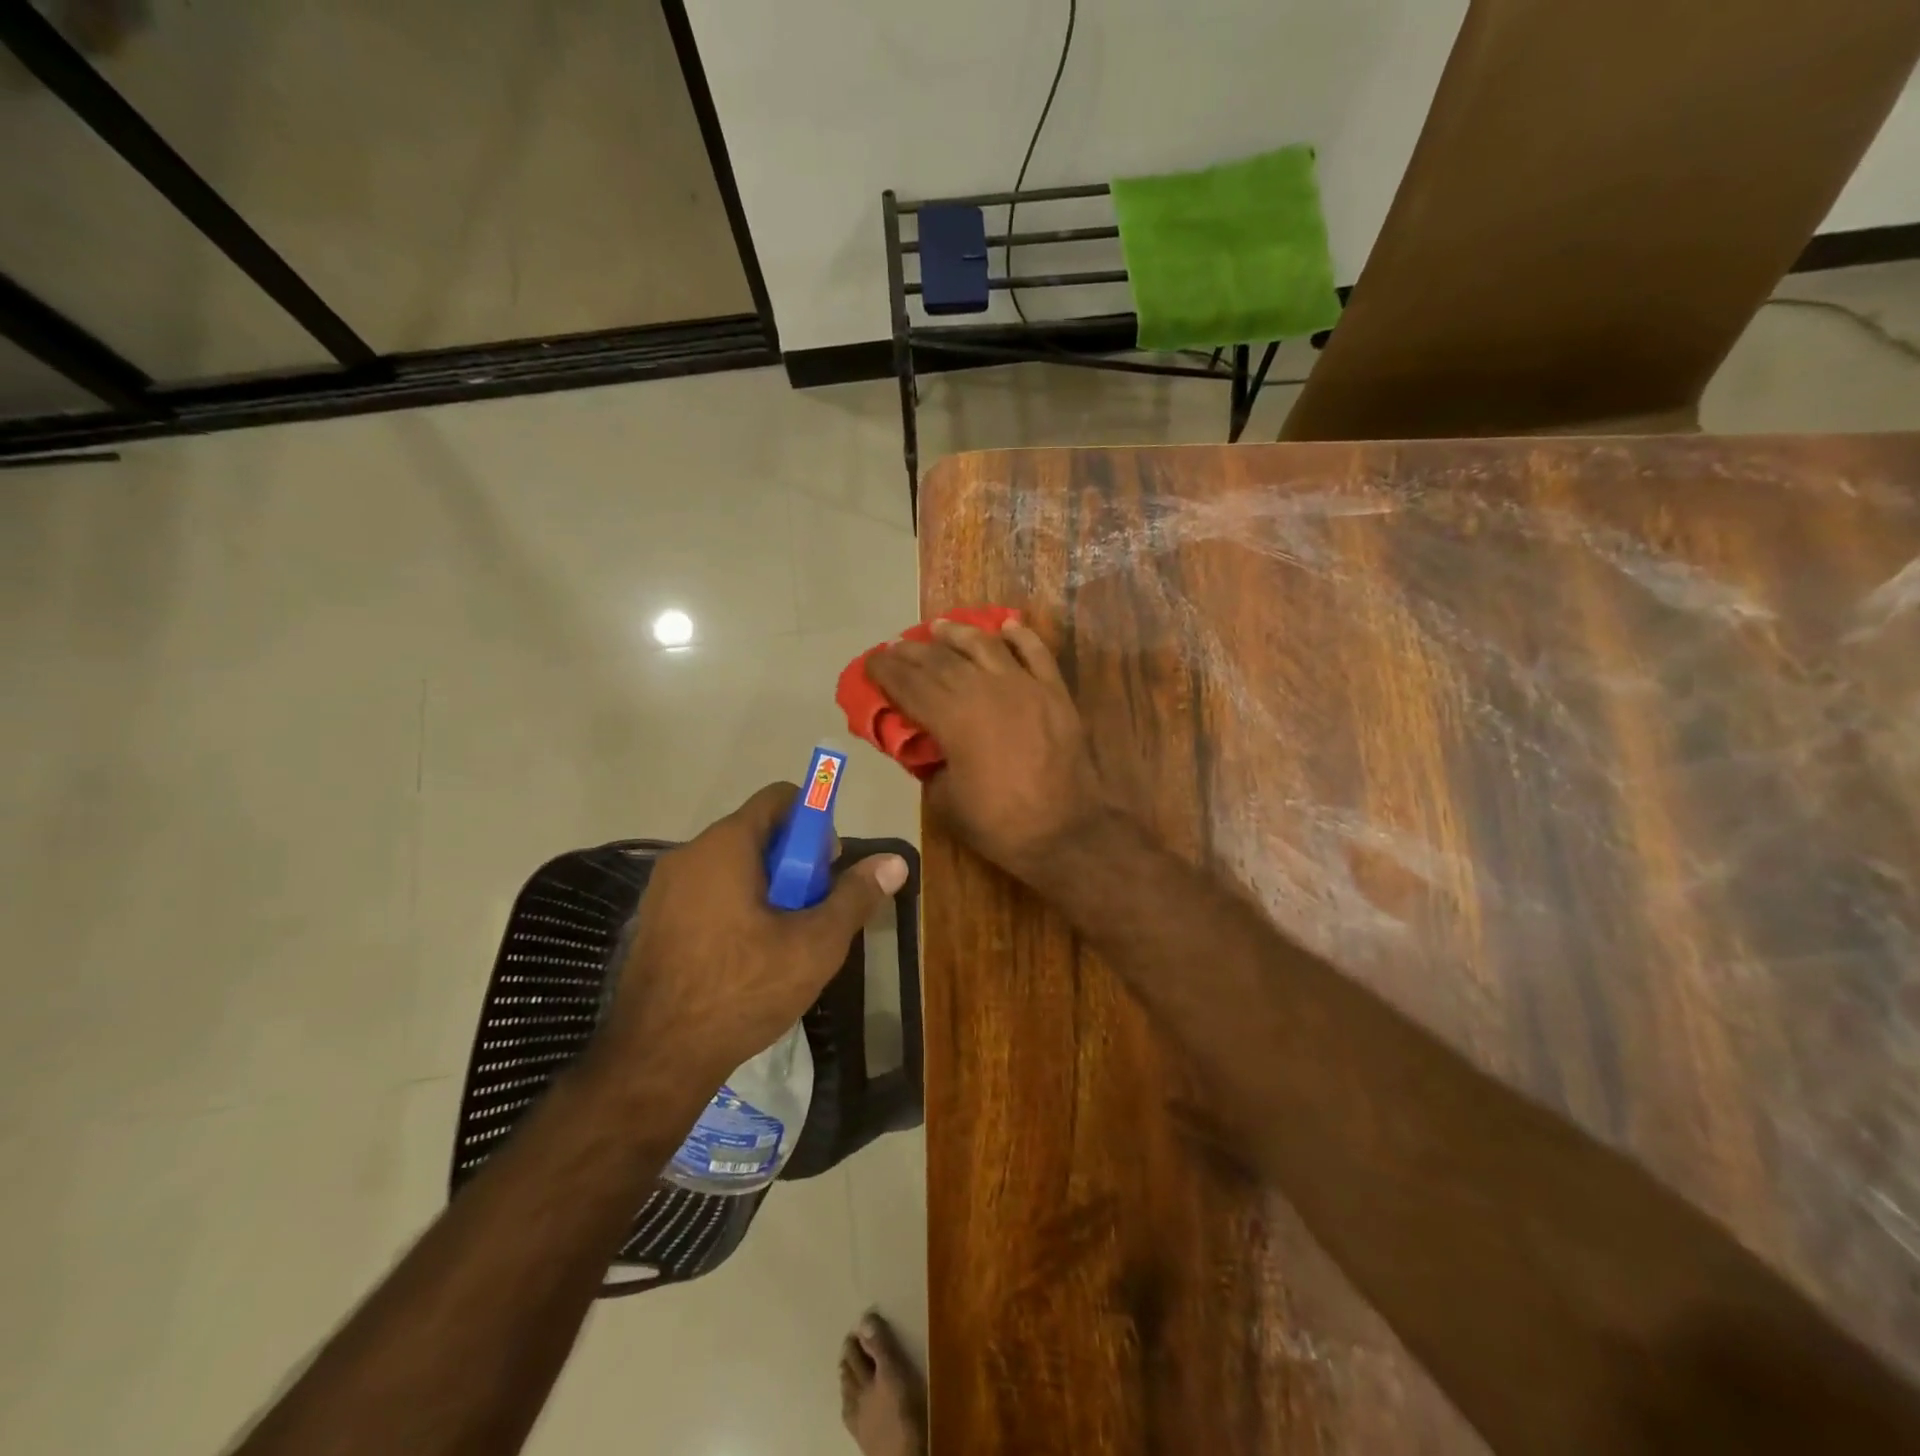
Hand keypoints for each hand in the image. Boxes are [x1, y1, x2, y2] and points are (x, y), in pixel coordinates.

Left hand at [593, 784, 907, 1091]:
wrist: (655, 1059)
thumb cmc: (742, 990)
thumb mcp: (815, 945)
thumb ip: (855, 896)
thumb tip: (895, 861)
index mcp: (726, 846)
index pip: (780, 798)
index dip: (815, 821)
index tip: (828, 866)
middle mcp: (689, 854)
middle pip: (757, 832)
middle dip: (794, 861)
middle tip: (812, 909)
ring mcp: (663, 889)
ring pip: (732, 866)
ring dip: (766, 887)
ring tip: (784, 939)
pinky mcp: (653, 921)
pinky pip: (707, 893)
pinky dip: (735, 906)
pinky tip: (746, 957)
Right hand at [868, 618, 1108, 882]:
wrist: (1067, 831)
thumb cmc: (1000, 824)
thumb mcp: (945, 801)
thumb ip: (930, 764)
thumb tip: (925, 745)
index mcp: (954, 719)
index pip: (910, 685)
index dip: (886, 670)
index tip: (871, 661)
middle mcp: (986, 690)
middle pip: (942, 660)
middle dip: (913, 651)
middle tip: (895, 646)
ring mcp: (1025, 686)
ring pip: (985, 645)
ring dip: (958, 633)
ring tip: (939, 627)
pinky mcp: (1054, 691)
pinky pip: (1035, 652)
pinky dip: (1019, 635)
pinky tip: (1006, 626)